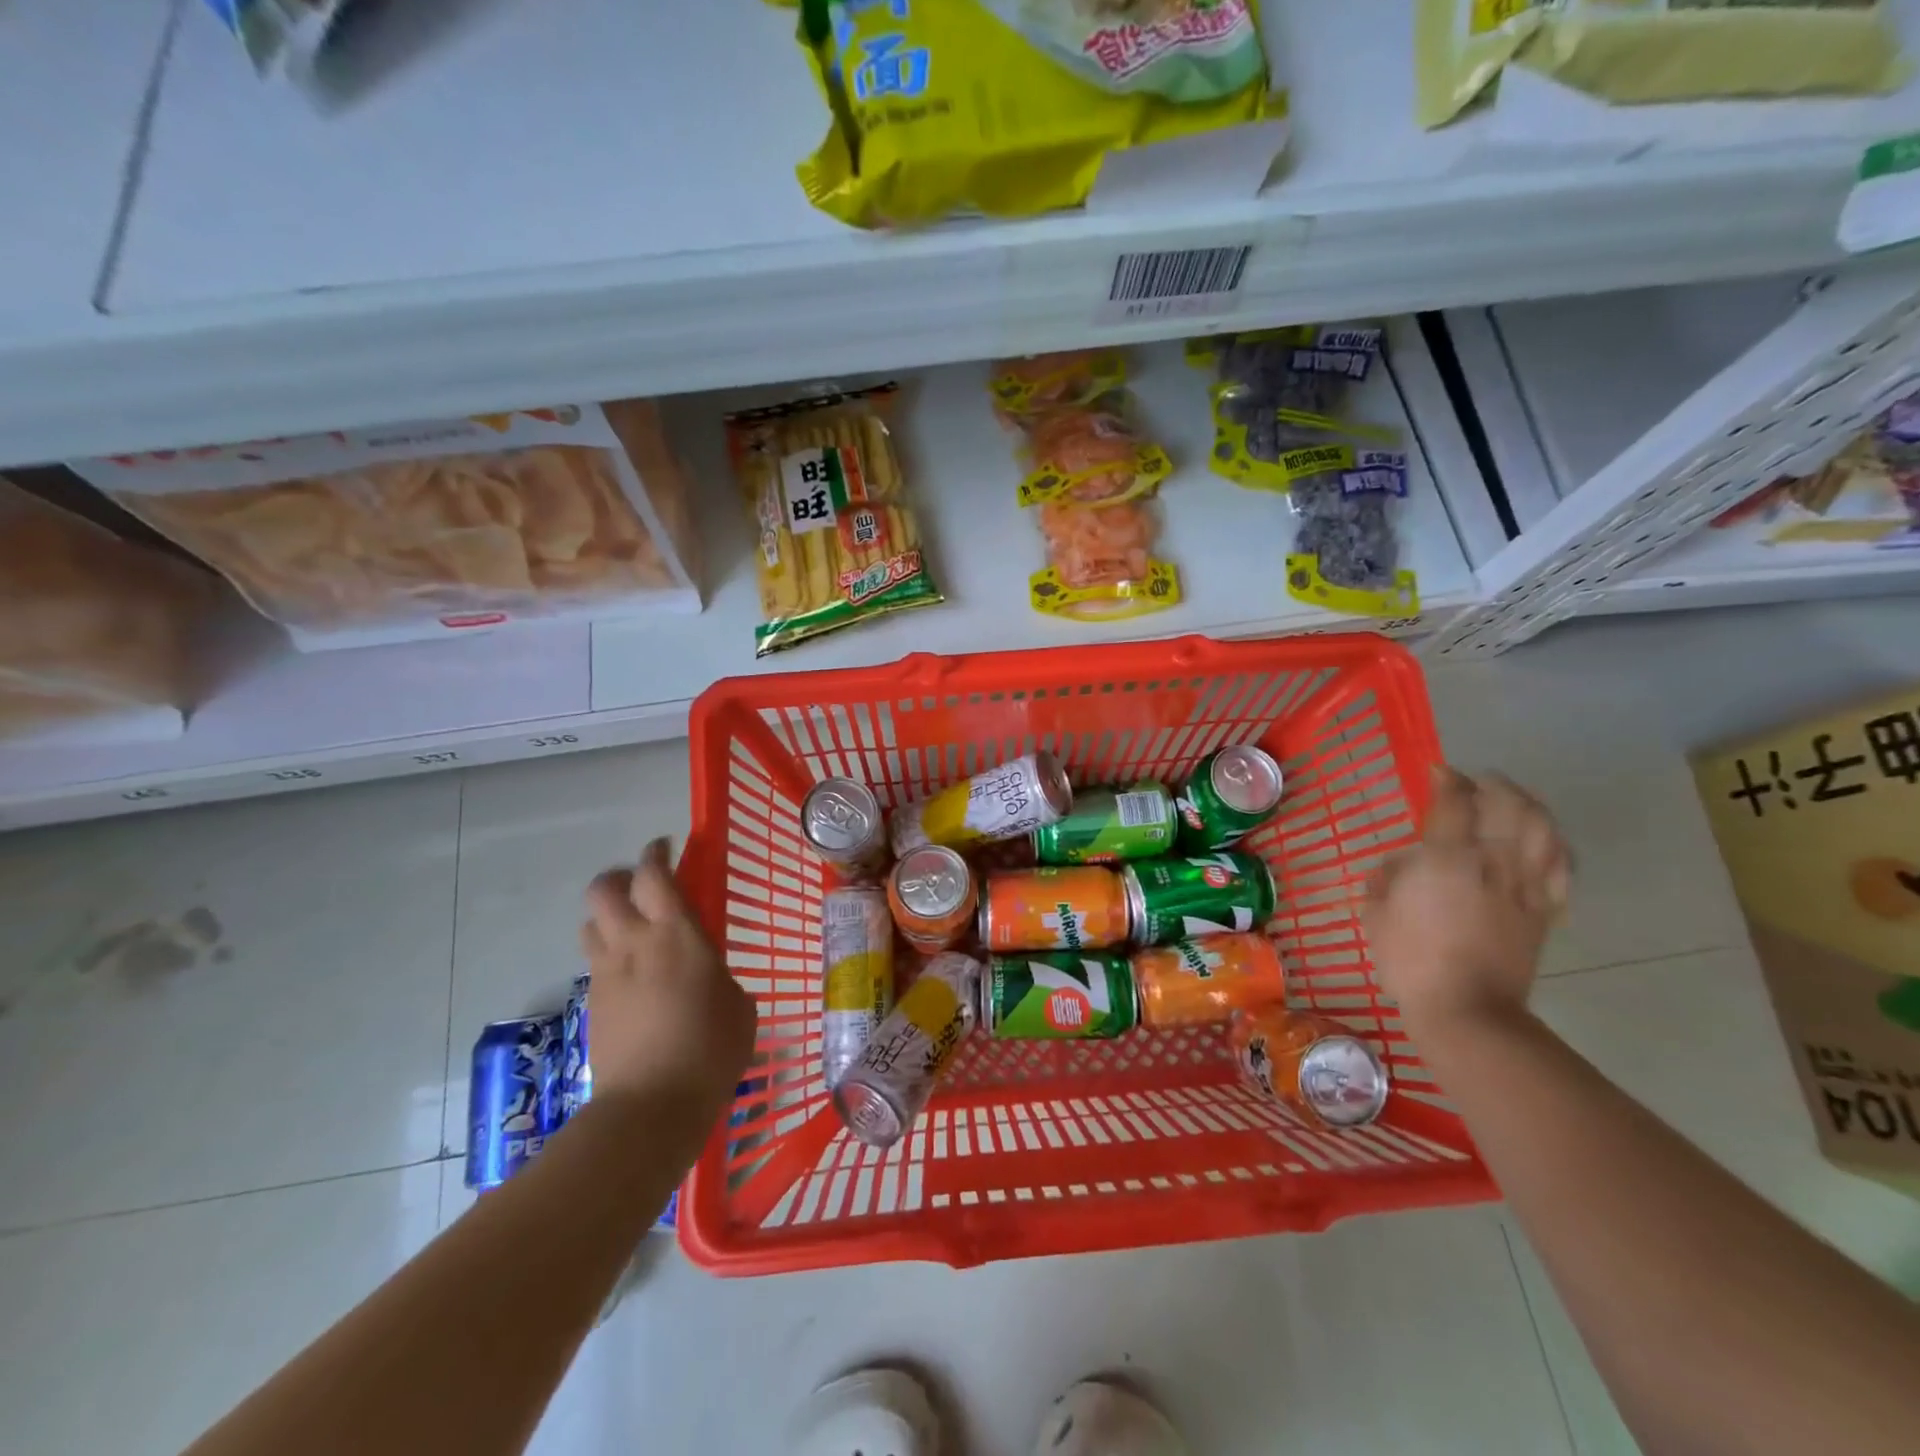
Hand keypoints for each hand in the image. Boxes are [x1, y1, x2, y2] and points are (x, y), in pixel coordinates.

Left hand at [579, 838, 755, 1117]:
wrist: (652, 1104)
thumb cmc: (711, 1048)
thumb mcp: (737, 1003)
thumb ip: (719, 974)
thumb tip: (708, 974)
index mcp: (676, 935)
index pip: (654, 875)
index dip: (655, 854)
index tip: (664, 847)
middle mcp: (633, 943)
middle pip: (604, 890)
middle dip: (619, 878)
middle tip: (642, 886)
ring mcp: (606, 974)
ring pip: (591, 924)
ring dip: (609, 917)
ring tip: (633, 931)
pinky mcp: (592, 1004)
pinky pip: (595, 962)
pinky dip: (609, 955)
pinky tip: (632, 977)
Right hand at [1363, 767, 1570, 1028]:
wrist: (1466, 1010)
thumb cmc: (1409, 959)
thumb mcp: (1375, 913)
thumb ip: (1386, 878)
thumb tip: (1401, 865)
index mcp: (1447, 859)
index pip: (1454, 802)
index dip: (1447, 780)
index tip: (1437, 772)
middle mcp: (1494, 862)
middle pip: (1509, 805)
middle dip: (1493, 785)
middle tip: (1476, 783)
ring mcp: (1526, 886)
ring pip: (1544, 829)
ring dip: (1530, 806)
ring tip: (1513, 801)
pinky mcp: (1545, 911)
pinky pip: (1562, 868)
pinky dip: (1556, 847)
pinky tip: (1545, 843)